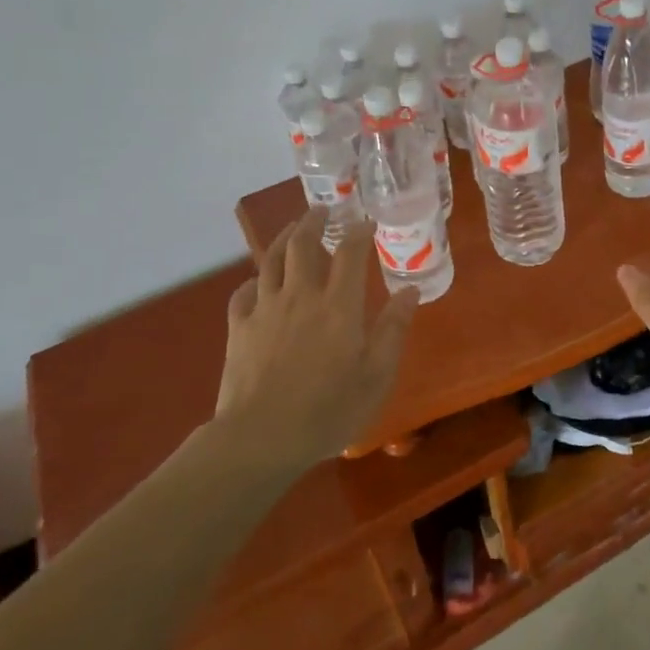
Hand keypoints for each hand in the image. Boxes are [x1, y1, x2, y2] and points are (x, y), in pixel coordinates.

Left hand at [216, 211, 419, 465]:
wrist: (260, 439)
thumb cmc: (327, 411)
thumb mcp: (376, 376)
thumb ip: (393, 330)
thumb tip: (410, 291)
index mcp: (339, 305)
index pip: (350, 252)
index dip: (359, 231)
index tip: (366, 221)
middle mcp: (301, 295)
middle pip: (303, 243)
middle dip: (314, 221)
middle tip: (323, 210)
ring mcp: (265, 309)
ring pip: (271, 259)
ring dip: (283, 238)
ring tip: (292, 230)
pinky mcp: (239, 328)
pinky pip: (244, 292)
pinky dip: (254, 281)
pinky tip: (259, 284)